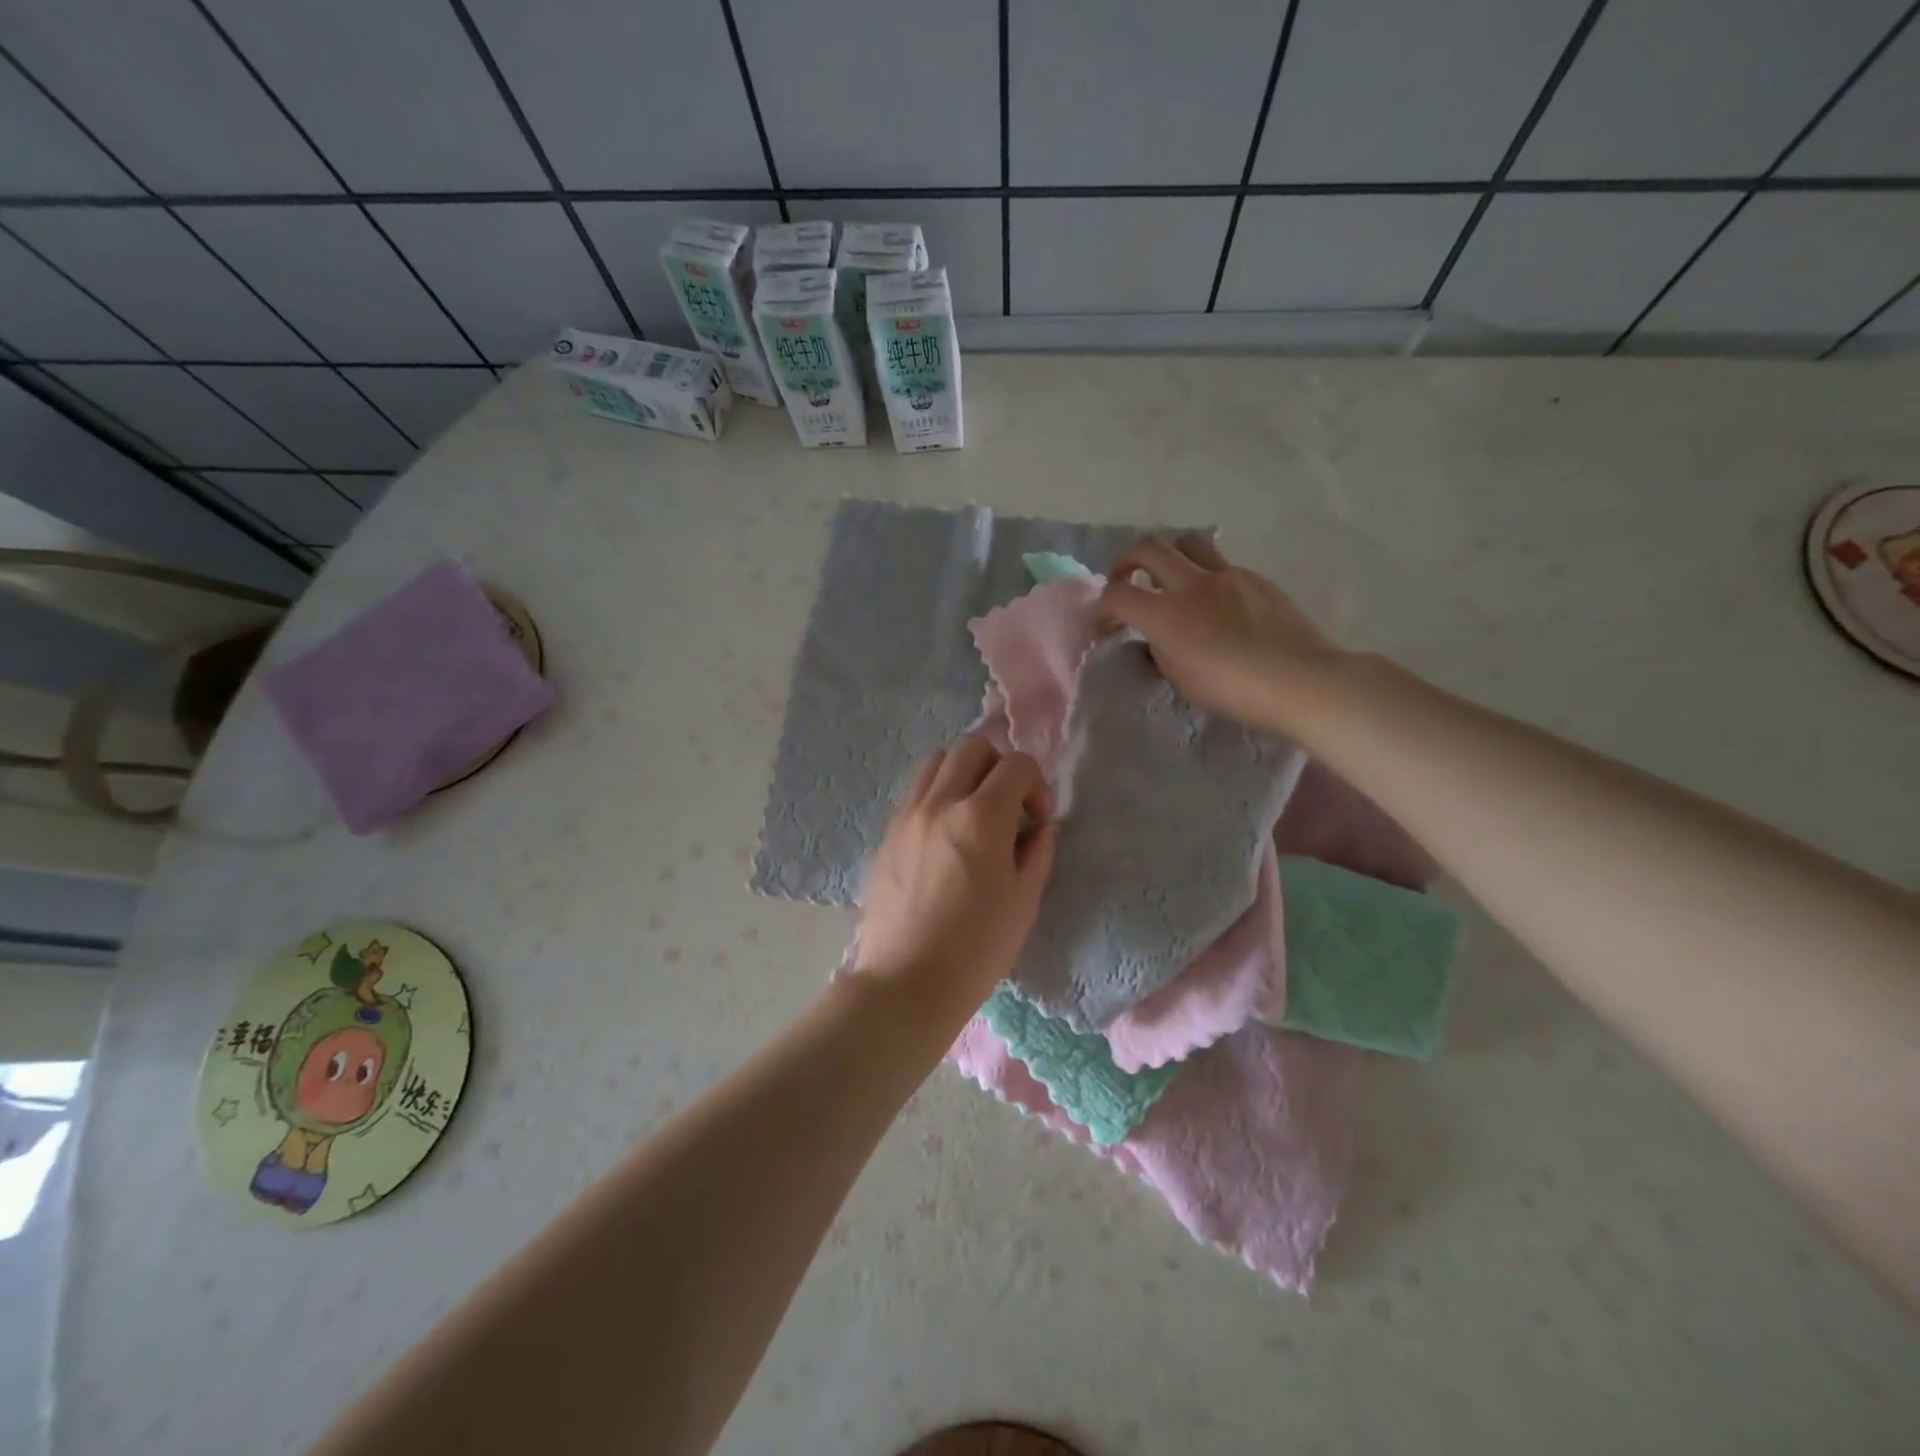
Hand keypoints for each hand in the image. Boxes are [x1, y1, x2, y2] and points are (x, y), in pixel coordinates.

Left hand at [851, 739, 1058, 1004]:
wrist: (907, 981)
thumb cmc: (976, 948)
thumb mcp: (1024, 902)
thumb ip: (1038, 853)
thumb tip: (1042, 827)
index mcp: (981, 817)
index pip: (1016, 764)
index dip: (1036, 783)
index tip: (1036, 818)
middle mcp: (940, 803)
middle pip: (972, 747)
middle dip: (998, 766)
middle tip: (1007, 805)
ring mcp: (907, 815)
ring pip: (936, 762)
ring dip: (963, 773)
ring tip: (973, 811)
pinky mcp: (887, 833)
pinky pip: (914, 792)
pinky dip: (936, 794)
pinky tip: (945, 834)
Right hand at [1101, 534, 1347, 736]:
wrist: (1303, 682)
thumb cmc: (1237, 692)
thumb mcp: (1183, 679)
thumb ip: (1161, 650)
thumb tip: (1154, 636)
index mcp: (1168, 616)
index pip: (1117, 596)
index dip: (1101, 609)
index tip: (1103, 626)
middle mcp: (1194, 585)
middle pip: (1148, 548)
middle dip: (1126, 562)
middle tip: (1126, 582)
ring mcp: (1229, 577)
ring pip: (1188, 543)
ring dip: (1170, 557)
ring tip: (1171, 582)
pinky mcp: (1256, 580)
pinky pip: (1222, 566)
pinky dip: (1207, 578)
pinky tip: (1217, 607)